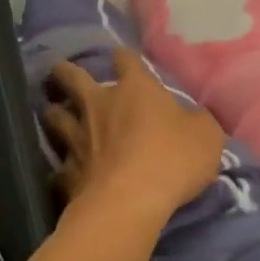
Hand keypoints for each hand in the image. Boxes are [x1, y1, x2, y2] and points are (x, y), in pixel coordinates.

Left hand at [43, 48, 224, 228]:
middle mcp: (99, 105)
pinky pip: (58, 166)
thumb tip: (193, 118)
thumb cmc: (173, 160)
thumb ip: (198, 122)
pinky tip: (63, 173)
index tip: (122, 58)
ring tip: (53, 114)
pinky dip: (61, 167)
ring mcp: (77, 138)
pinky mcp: (66, 172)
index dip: (124, 58)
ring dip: (54, 114)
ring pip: (54, 116)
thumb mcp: (207, 136)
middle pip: (72, 78)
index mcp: (135, 89)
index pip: (126, 60)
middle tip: (60, 72)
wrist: (129, 203)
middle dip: (65, 72)